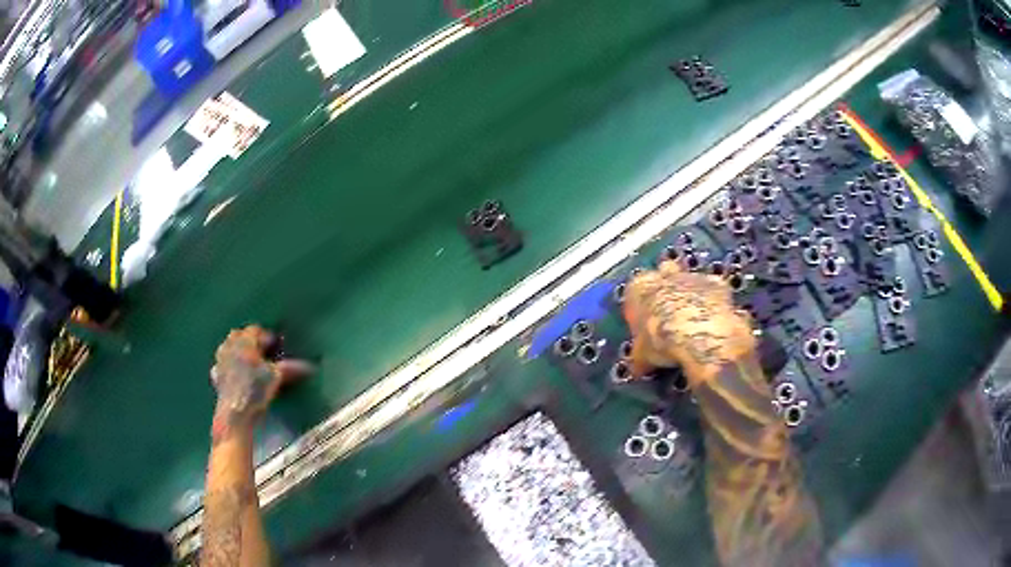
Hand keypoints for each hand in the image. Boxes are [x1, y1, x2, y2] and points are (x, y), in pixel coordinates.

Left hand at [210, 326, 312, 436]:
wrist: (236, 413)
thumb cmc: (256, 391)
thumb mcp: (276, 378)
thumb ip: (291, 368)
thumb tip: (311, 367)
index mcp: (245, 342)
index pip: (256, 330)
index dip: (267, 337)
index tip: (276, 347)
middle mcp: (230, 346)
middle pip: (239, 334)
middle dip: (250, 340)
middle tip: (262, 352)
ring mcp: (221, 360)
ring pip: (228, 346)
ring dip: (237, 349)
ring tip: (248, 361)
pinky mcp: (217, 375)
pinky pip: (221, 364)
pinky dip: (228, 365)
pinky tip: (235, 374)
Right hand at [623, 261, 754, 383]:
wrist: (699, 335)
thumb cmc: (663, 341)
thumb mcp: (642, 356)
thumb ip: (641, 356)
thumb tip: (639, 367)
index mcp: (639, 288)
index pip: (635, 292)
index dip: (640, 308)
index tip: (644, 324)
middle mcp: (665, 276)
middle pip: (664, 274)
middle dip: (667, 289)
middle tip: (670, 313)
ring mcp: (693, 277)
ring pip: (690, 280)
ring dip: (692, 295)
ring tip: (694, 320)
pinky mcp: (717, 284)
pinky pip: (715, 290)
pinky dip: (716, 302)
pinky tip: (715, 320)